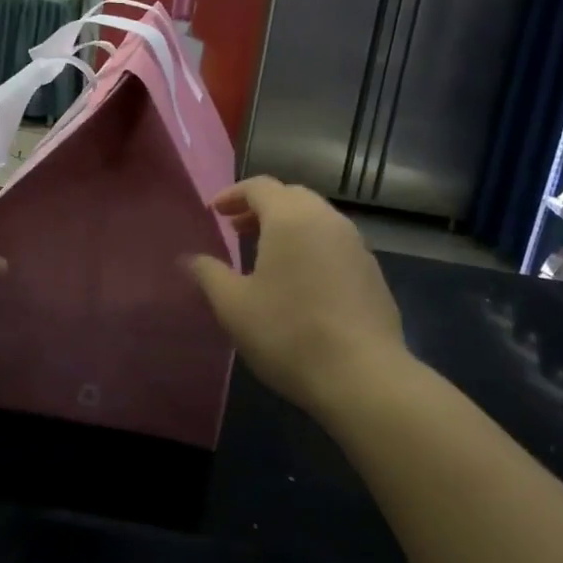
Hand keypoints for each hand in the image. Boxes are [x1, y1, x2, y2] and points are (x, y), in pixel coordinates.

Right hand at [186, 177, 408, 411]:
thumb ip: (208, 274)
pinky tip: (302, 280)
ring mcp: (356, 244)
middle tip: (237, 230)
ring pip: (317, 218)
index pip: (259, 186)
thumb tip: (190, 259)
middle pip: (291, 196)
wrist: (363, 375)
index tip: (214, 212)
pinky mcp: (372, 271)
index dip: (233, 194)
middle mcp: (327, 219)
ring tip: (267, 255)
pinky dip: (312, 246)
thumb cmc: (288, 333)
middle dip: (261, 207)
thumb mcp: (234, 306)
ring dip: (288, 226)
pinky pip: (335, 243)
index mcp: (290, 217)